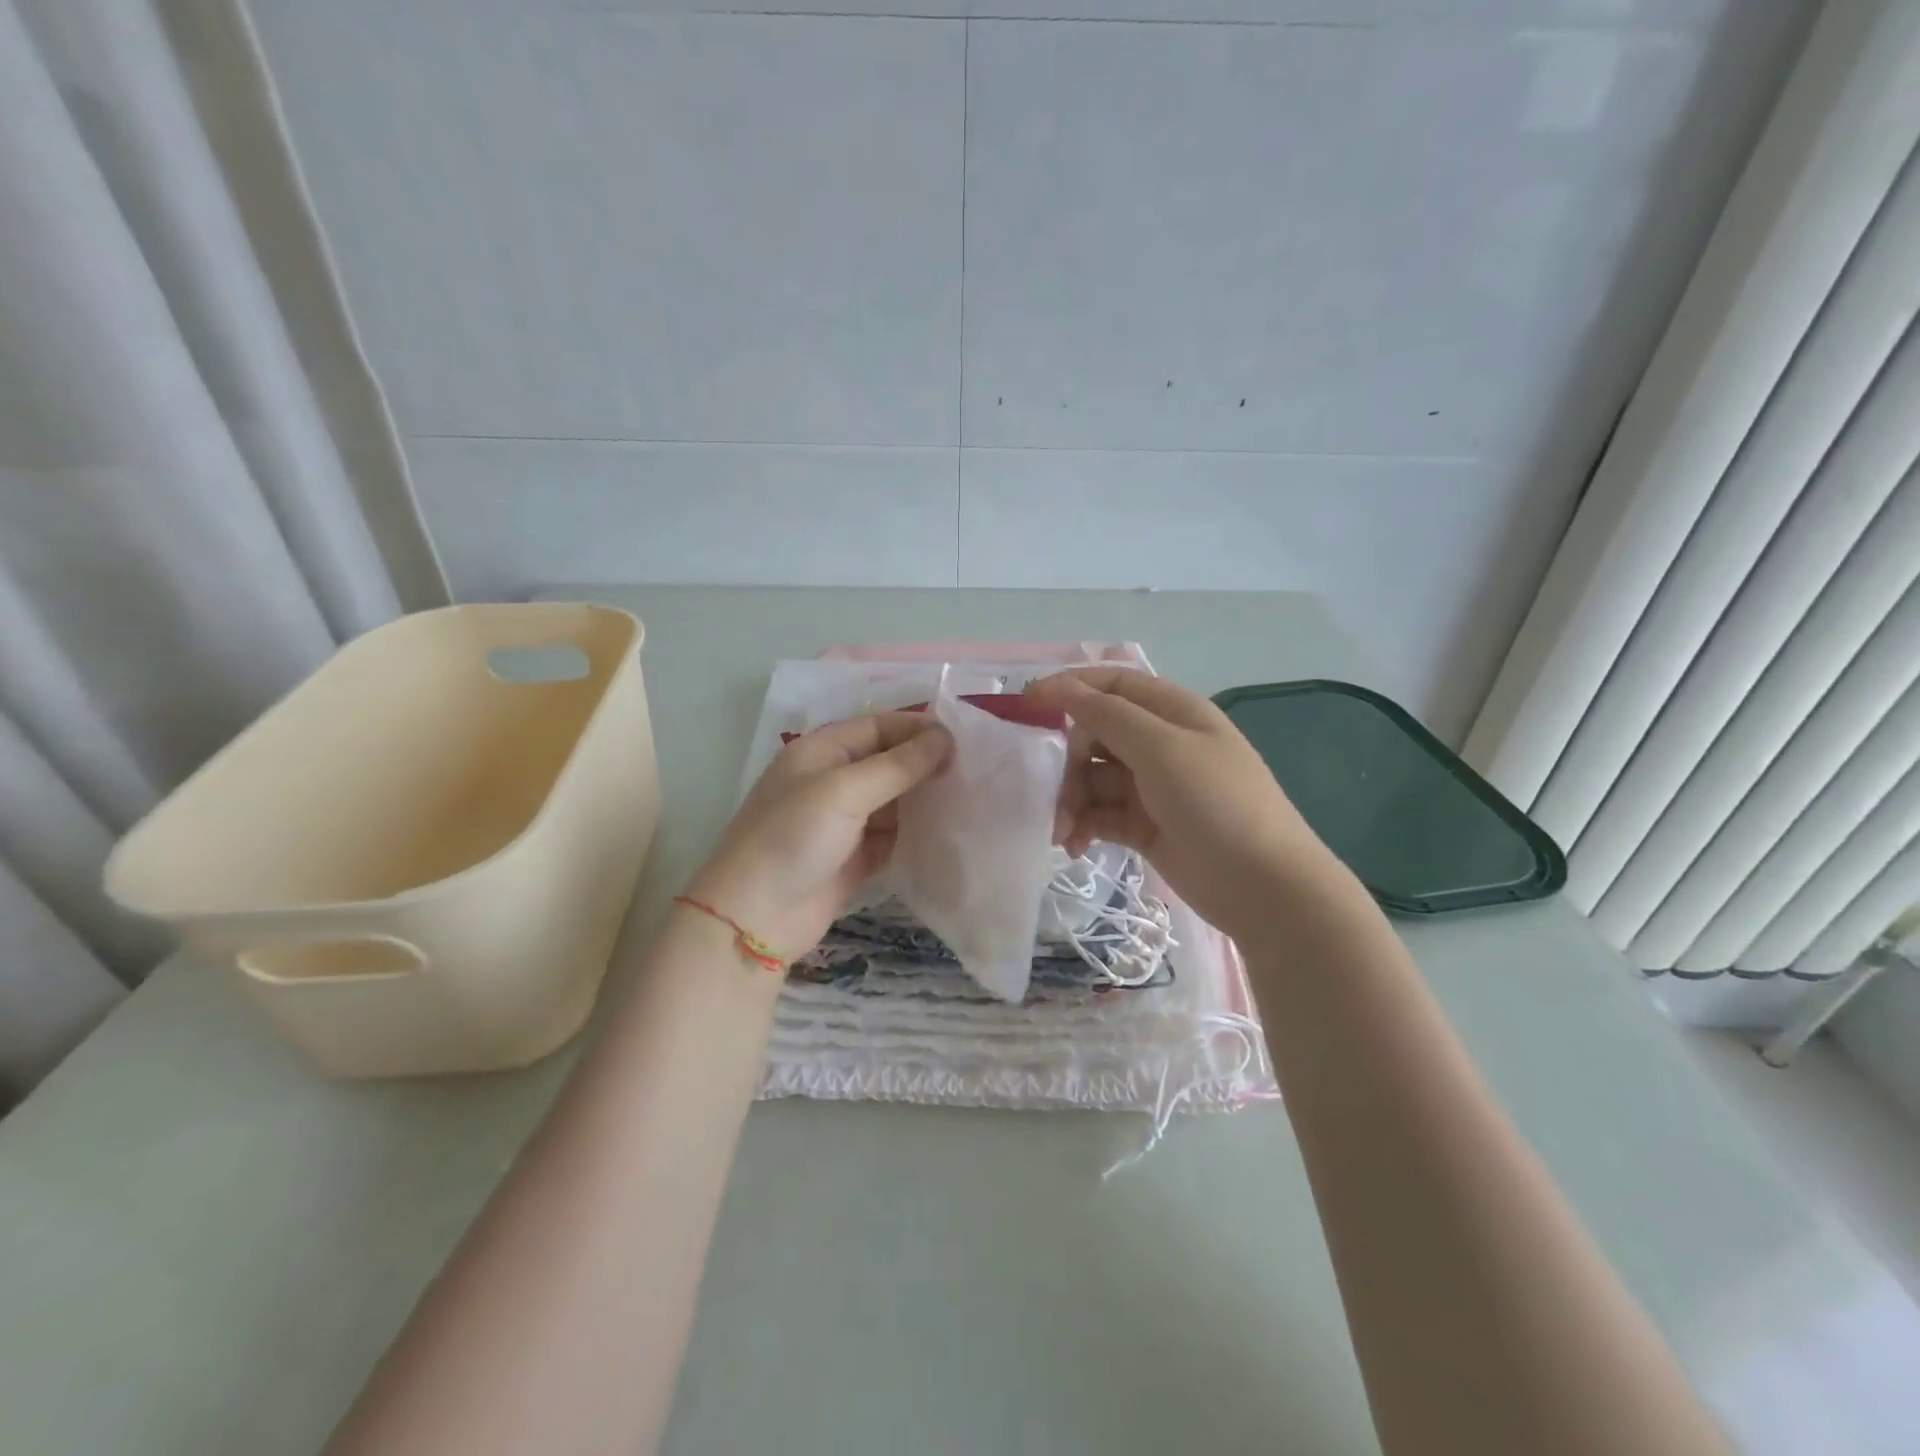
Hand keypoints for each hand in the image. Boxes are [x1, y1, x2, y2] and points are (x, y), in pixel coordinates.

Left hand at [683, 712, 951, 963]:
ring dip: (925, 800)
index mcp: (821, 752)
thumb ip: (897, 765)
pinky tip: (950, 833)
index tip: (963, 741)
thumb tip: (945, 737)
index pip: (878, 726)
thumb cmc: (793, 838)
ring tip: (972, 798)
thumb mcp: (844, 791)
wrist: (755, 918)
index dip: (918, 729)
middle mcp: (832, 781)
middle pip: (888, 762)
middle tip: (974, 771)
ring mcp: (843, 822)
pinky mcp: (854, 858)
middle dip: (926, 764)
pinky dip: (917, 834)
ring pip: (894, 801)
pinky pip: (893, 837)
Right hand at [1024, 668, 1342, 938]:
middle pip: (1095, 735)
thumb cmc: (1217, 804)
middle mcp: (1160, 743)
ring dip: (1071, 801)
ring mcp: (1152, 786)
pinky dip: (1084, 825)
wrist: (1264, 888)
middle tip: (1058, 795)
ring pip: (1093, 779)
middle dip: (1069, 763)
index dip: (1069, 688)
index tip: (1026, 704)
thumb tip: (1058, 685)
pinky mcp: (1145, 825)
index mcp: (1172, 711)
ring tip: (1064, 832)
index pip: (1111, 684)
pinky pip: (1101, 814)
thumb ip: (1107, 715)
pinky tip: (1075, 846)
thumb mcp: (1162, 750)